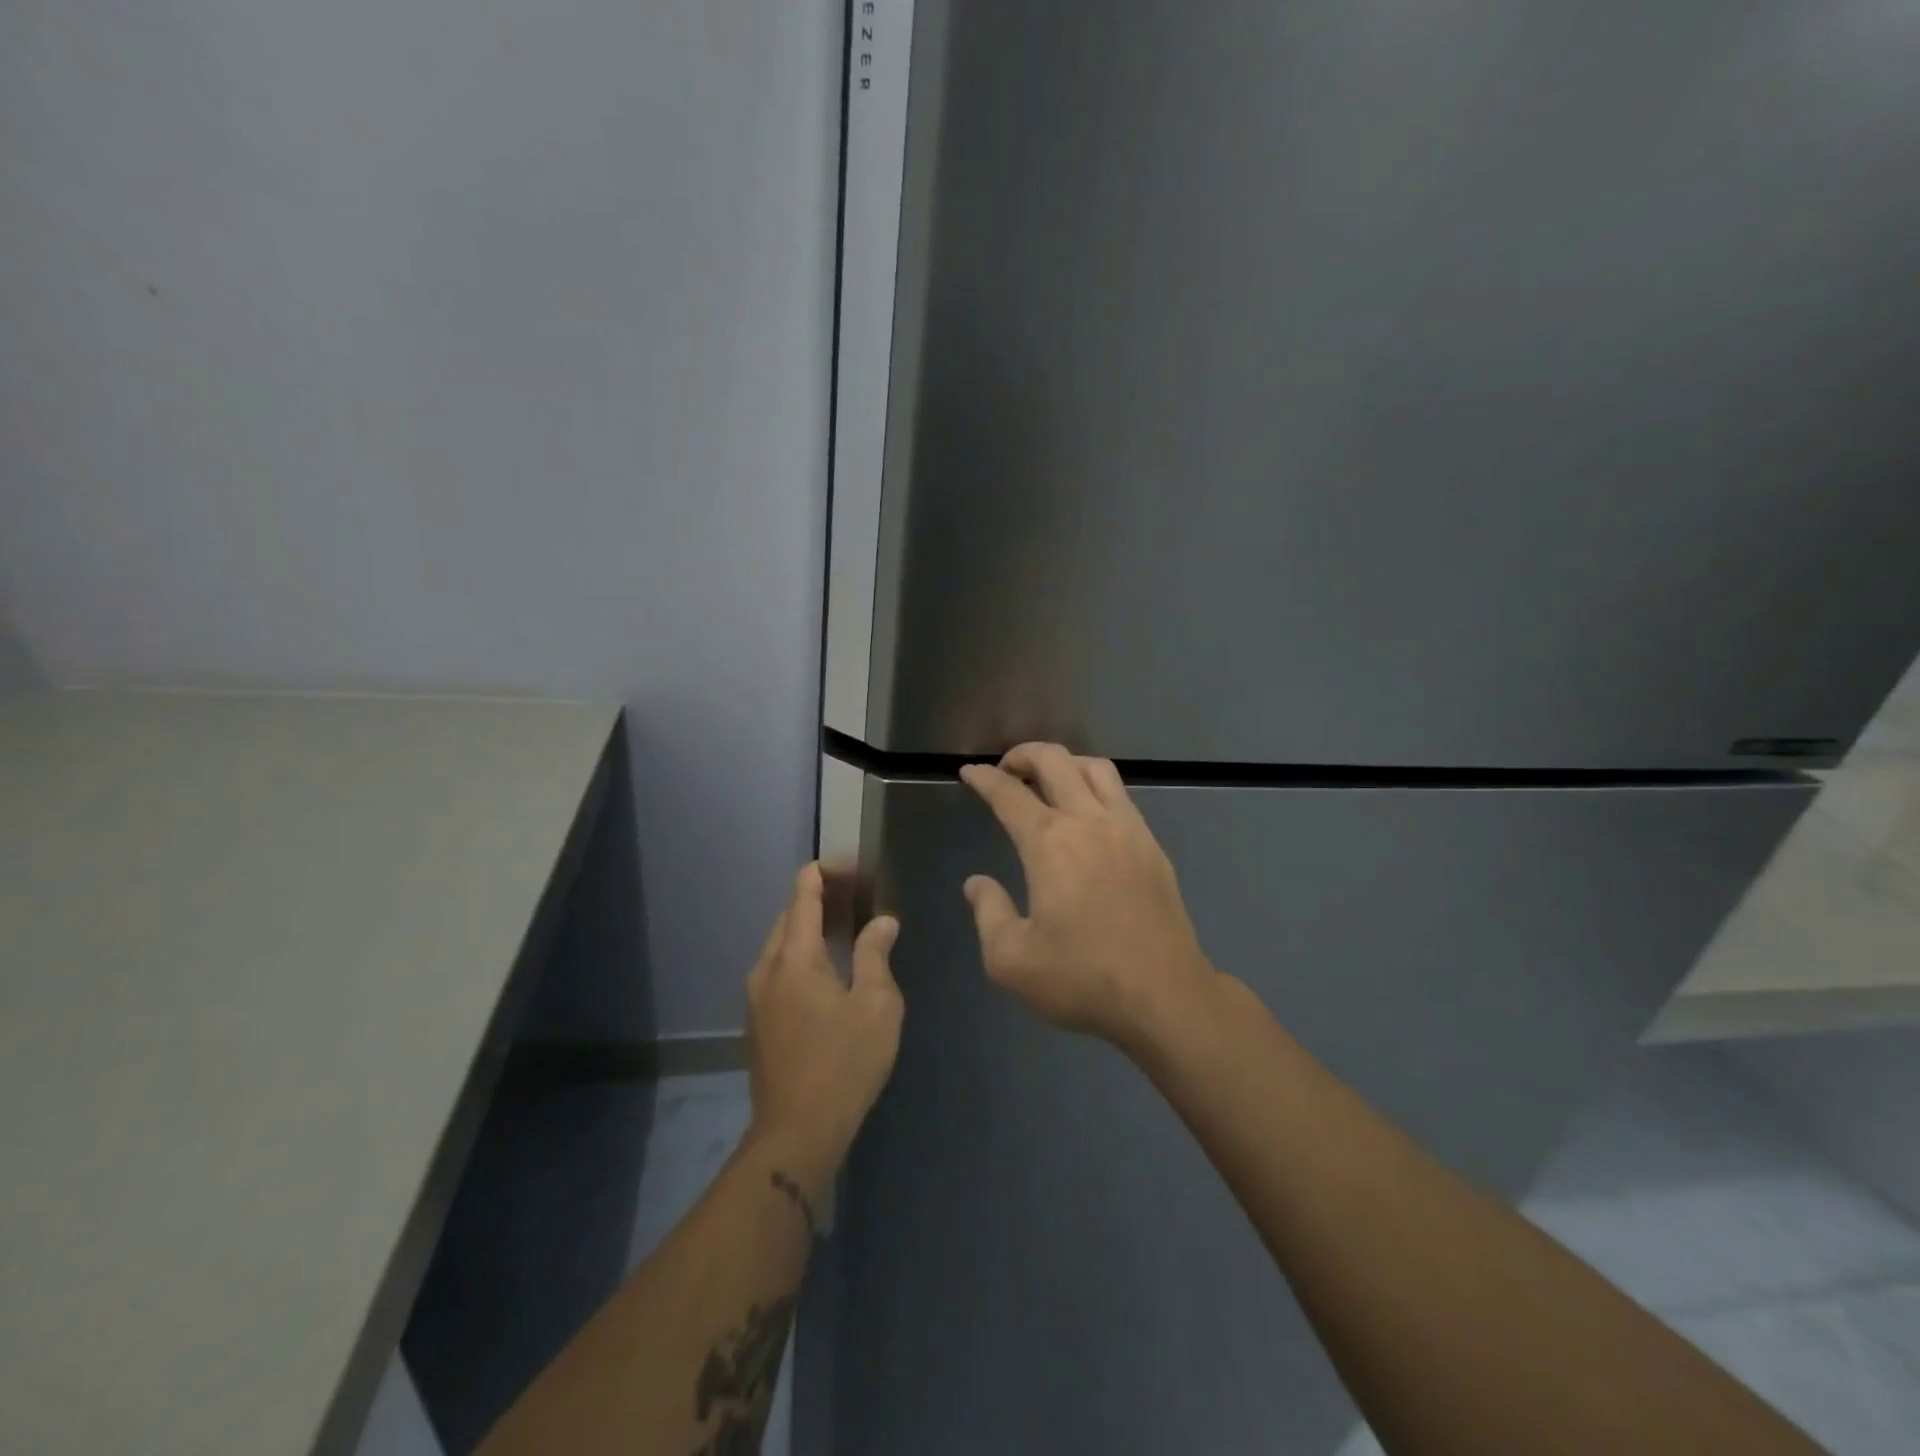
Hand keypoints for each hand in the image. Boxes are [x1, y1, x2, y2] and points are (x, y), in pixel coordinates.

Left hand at [744, 863, 903, 1194]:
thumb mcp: (876, 1005)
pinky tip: (828, 969)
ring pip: (781, 945)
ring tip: (847, 926)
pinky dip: (801, 954)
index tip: (850, 863)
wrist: (796, 1132)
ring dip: (809, 928)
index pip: (803, 895)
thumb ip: (875, 955)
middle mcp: (767, 968)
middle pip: (789, 917)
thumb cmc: (844, 1062)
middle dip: (819, 898)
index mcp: (794, 957)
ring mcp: (757, 997)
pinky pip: (778, 970)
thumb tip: (883, 921)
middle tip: (858, 895)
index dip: (823, 871)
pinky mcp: (758, 1021)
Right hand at [960, 743, 1218, 1054]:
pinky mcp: (1151, 845)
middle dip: (1023, 754)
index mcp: (1050, 843)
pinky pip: (1120, 794)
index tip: (970, 772)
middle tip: (1005, 770)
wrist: (1164, 996)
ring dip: (1064, 762)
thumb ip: (988, 912)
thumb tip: (977, 883)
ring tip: (1046, 781)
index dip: (985, 778)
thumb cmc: (1082, 979)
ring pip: (1095, 768)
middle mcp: (1089, 822)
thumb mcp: (1011, 959)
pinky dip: (1094, 786)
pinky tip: (1087, 813)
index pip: (1009, 794)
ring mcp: (1127, 829)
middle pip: (1055, 760)